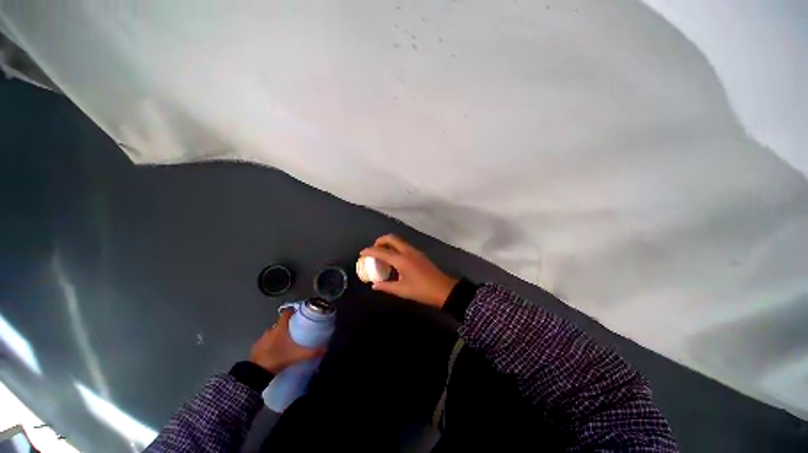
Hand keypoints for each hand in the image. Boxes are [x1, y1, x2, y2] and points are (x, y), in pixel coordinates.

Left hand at [249, 311, 325, 373]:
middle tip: (296, 331)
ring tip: (287, 342)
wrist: (256, 373)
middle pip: (280, 323)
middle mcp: (270, 330)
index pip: (286, 313)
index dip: (293, 311)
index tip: (299, 314)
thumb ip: (312, 352)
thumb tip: (325, 350)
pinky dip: (271, 344)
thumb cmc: (278, 358)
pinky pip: (266, 342)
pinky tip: (276, 351)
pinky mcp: (256, 348)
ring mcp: (262, 339)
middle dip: (288, 325)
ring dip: (279, 335)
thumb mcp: (297, 355)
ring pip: (273, 333)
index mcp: (280, 328)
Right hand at [361, 234, 457, 307]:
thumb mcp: (402, 290)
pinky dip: (396, 247)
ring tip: (382, 254)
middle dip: (380, 241)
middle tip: (374, 249)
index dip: (370, 251)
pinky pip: (404, 246)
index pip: (382, 252)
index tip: (362, 252)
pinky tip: (394, 258)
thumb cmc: (421, 290)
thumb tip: (374, 285)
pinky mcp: (419, 254)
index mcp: (401, 260)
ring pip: (399, 241)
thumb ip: (386, 286)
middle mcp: (407, 251)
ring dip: (389, 243)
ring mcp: (415, 251)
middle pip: (392, 238)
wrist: (443, 289)